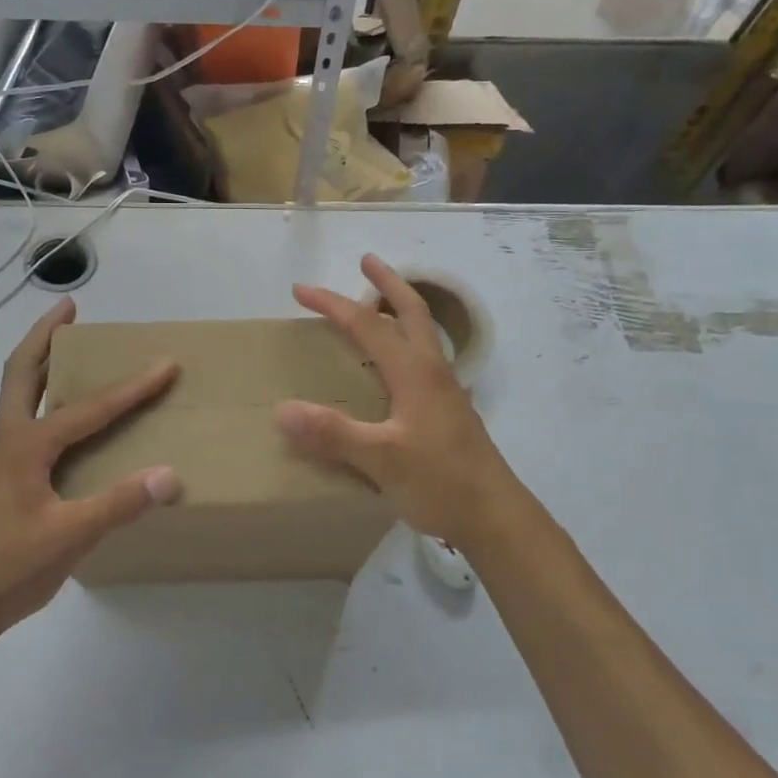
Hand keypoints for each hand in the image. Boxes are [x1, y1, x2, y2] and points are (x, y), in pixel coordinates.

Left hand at [0, 298, 181, 649]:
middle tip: (69, 308)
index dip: (132, 387)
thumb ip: (118, 504)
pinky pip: (28, 423)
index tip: (165, 363)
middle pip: (23, 372)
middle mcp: (11, 440)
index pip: (90, 407)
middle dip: (46, 336)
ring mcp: (3, 460)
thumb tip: (170, 475)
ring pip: (21, 395)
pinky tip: (68, 421)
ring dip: (42, 364)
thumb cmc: (5, 568)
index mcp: (26, 445)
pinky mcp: (5, 479)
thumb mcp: (68, 536)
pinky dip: (45, 400)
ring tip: (69, 347)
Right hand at [276, 255, 518, 552]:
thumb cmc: (440, 482)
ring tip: (378, 303)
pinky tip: (395, 365)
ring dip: (400, 308)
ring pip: (422, 333)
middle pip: (411, 311)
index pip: (366, 325)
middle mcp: (432, 370)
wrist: (495, 516)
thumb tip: (282, 410)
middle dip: (387, 282)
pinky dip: (405, 341)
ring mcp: (445, 389)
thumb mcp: (382, 460)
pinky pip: (423, 358)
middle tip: (366, 261)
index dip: (331, 304)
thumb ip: (334, 434)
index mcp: (414, 372)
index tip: (300, 290)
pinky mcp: (449, 409)